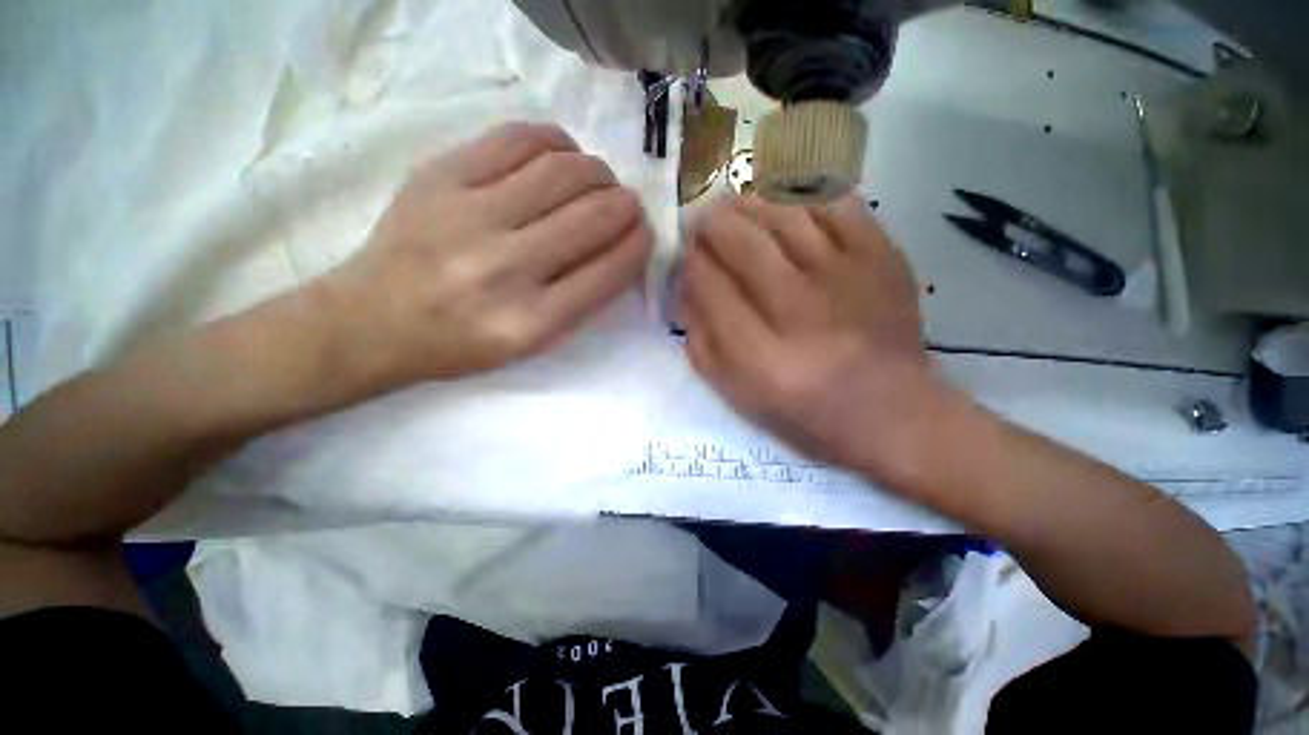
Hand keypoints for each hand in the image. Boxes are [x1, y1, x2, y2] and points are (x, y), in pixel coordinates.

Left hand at [320, 122, 651, 389]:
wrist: (373, 321)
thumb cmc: (464, 343)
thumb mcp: (534, 343)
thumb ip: (584, 300)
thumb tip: (621, 244)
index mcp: (532, 322)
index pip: (610, 270)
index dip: (638, 244)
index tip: (644, 232)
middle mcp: (505, 269)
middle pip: (593, 215)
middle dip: (625, 204)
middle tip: (626, 204)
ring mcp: (468, 216)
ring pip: (563, 170)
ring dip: (596, 171)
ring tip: (596, 181)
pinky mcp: (439, 176)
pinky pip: (517, 139)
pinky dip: (554, 142)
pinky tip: (560, 155)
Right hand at [679, 194, 945, 482]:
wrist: (892, 410)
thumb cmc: (805, 410)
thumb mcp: (738, 393)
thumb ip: (701, 342)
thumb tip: (684, 287)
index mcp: (760, 357)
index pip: (707, 284)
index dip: (689, 262)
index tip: (686, 257)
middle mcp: (801, 312)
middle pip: (741, 241)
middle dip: (710, 224)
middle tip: (703, 223)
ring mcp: (847, 278)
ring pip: (783, 212)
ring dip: (748, 204)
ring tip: (736, 211)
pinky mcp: (883, 258)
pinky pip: (834, 204)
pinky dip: (802, 199)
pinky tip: (786, 212)